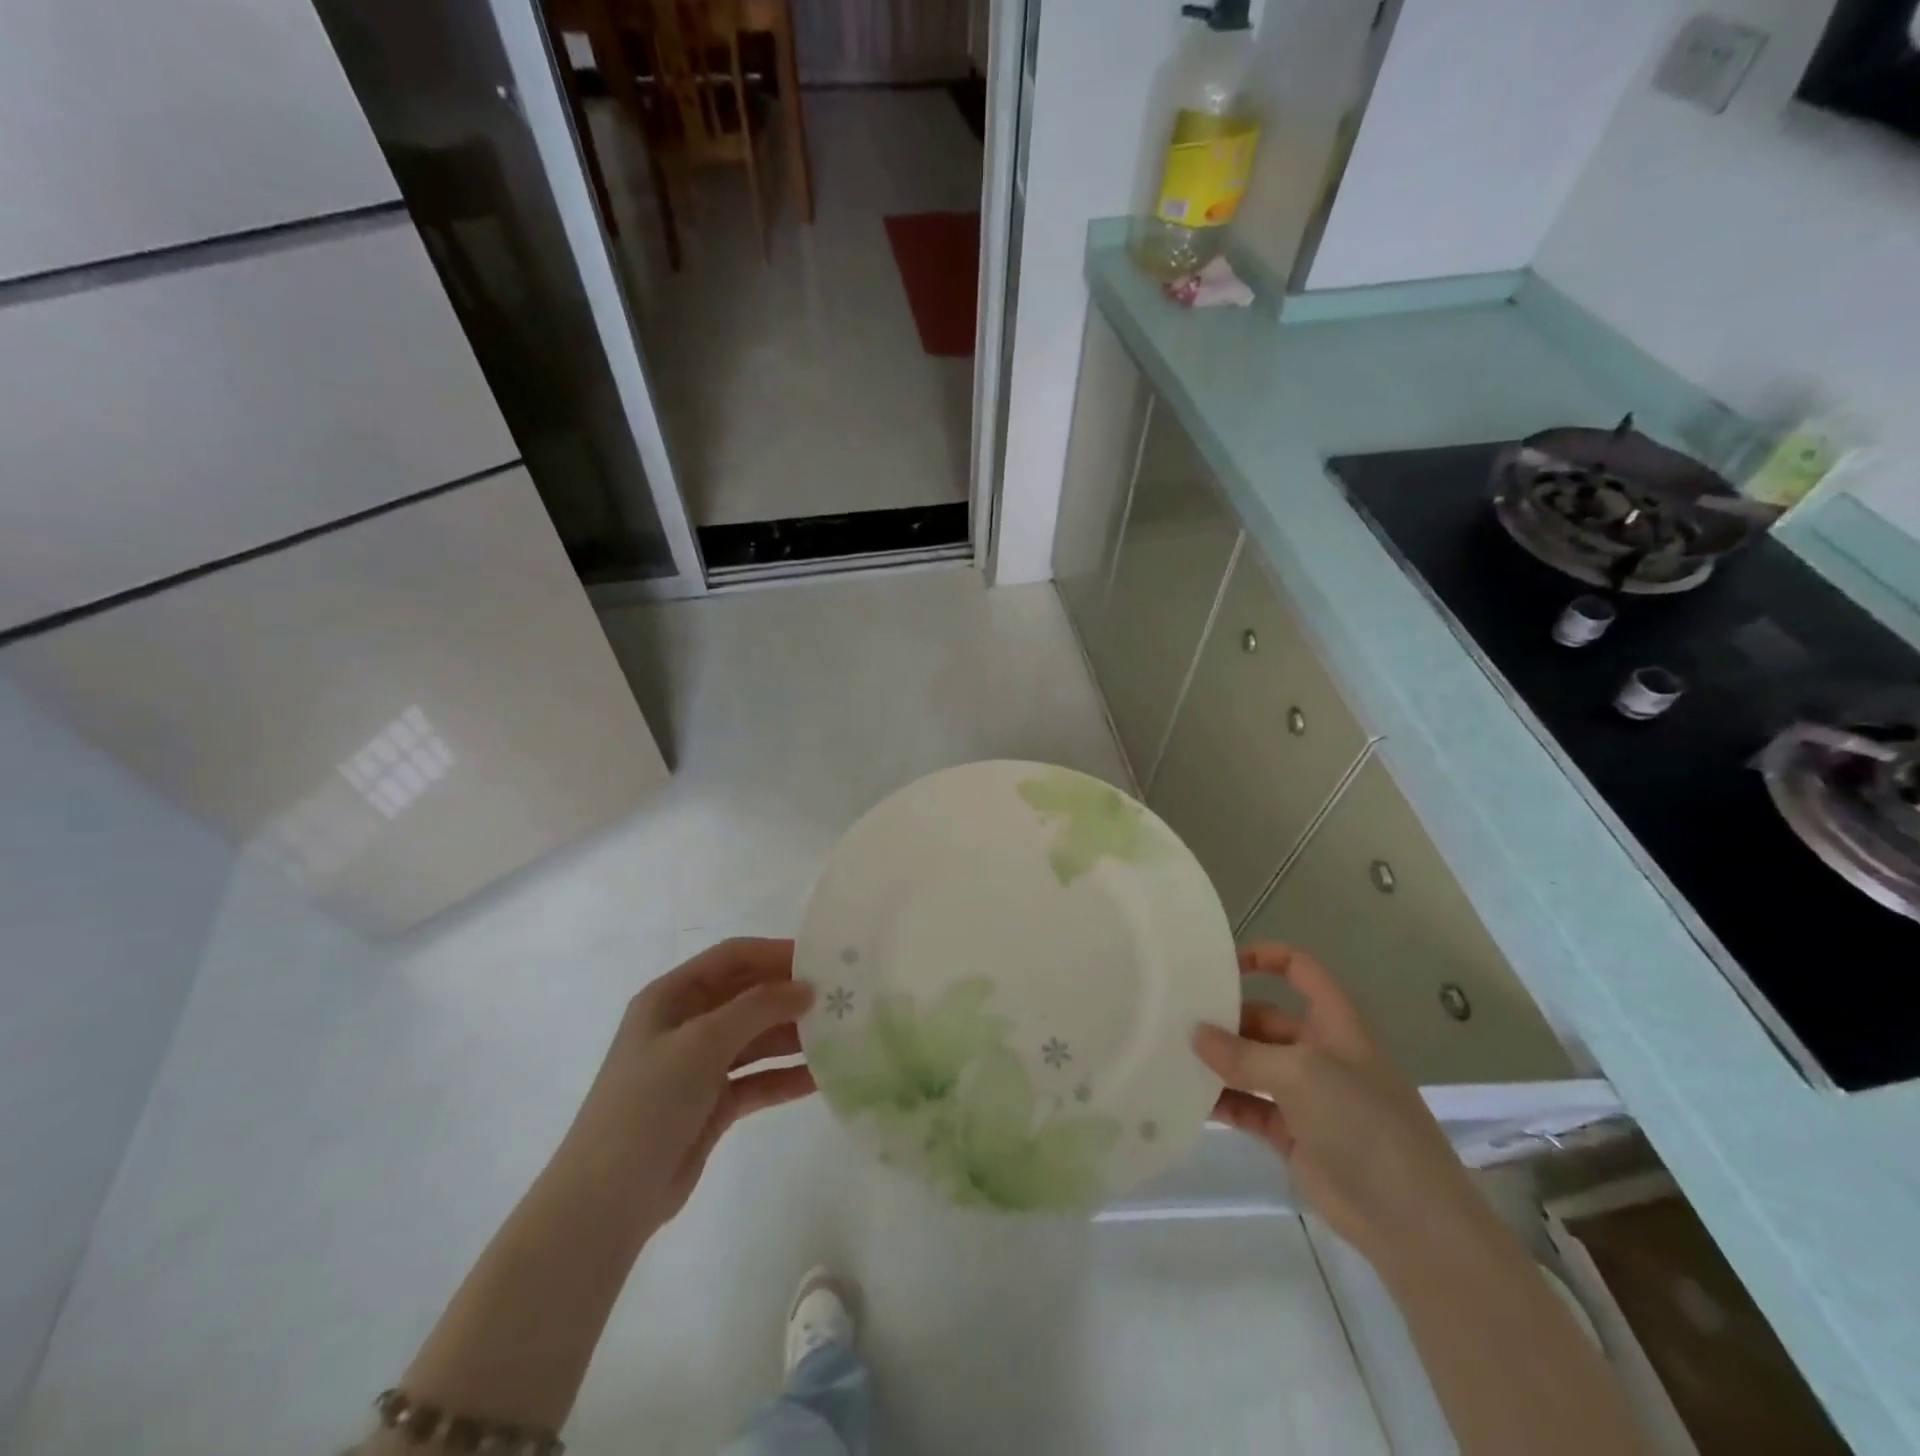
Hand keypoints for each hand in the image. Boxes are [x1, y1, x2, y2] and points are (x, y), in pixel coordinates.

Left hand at [556, 938, 816, 1235]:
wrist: (607, 1200)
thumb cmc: (648, 1103)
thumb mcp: (702, 1042)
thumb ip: (758, 1008)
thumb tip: (807, 987)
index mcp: (672, 996)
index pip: (732, 958)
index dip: (775, 953)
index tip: (821, 960)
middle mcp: (686, 1024)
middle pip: (748, 997)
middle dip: (790, 996)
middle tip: (839, 1000)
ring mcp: (699, 1066)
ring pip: (756, 1039)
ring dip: (793, 1037)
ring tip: (840, 1037)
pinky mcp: (712, 1104)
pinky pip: (757, 1079)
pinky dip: (785, 1077)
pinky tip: (821, 1078)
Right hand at [1193, 943, 1476, 1271]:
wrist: (1412, 1222)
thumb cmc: (1363, 1124)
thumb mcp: (1301, 1075)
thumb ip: (1244, 1054)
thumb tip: (1196, 1034)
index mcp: (1334, 1023)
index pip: (1299, 969)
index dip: (1264, 957)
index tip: (1218, 965)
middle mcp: (1319, 1052)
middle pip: (1265, 1018)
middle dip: (1226, 1017)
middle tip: (1177, 1020)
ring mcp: (1307, 1095)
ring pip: (1253, 1065)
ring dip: (1219, 1061)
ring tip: (1172, 1056)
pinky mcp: (1293, 1134)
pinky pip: (1249, 1106)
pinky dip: (1223, 1101)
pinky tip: (1188, 1099)